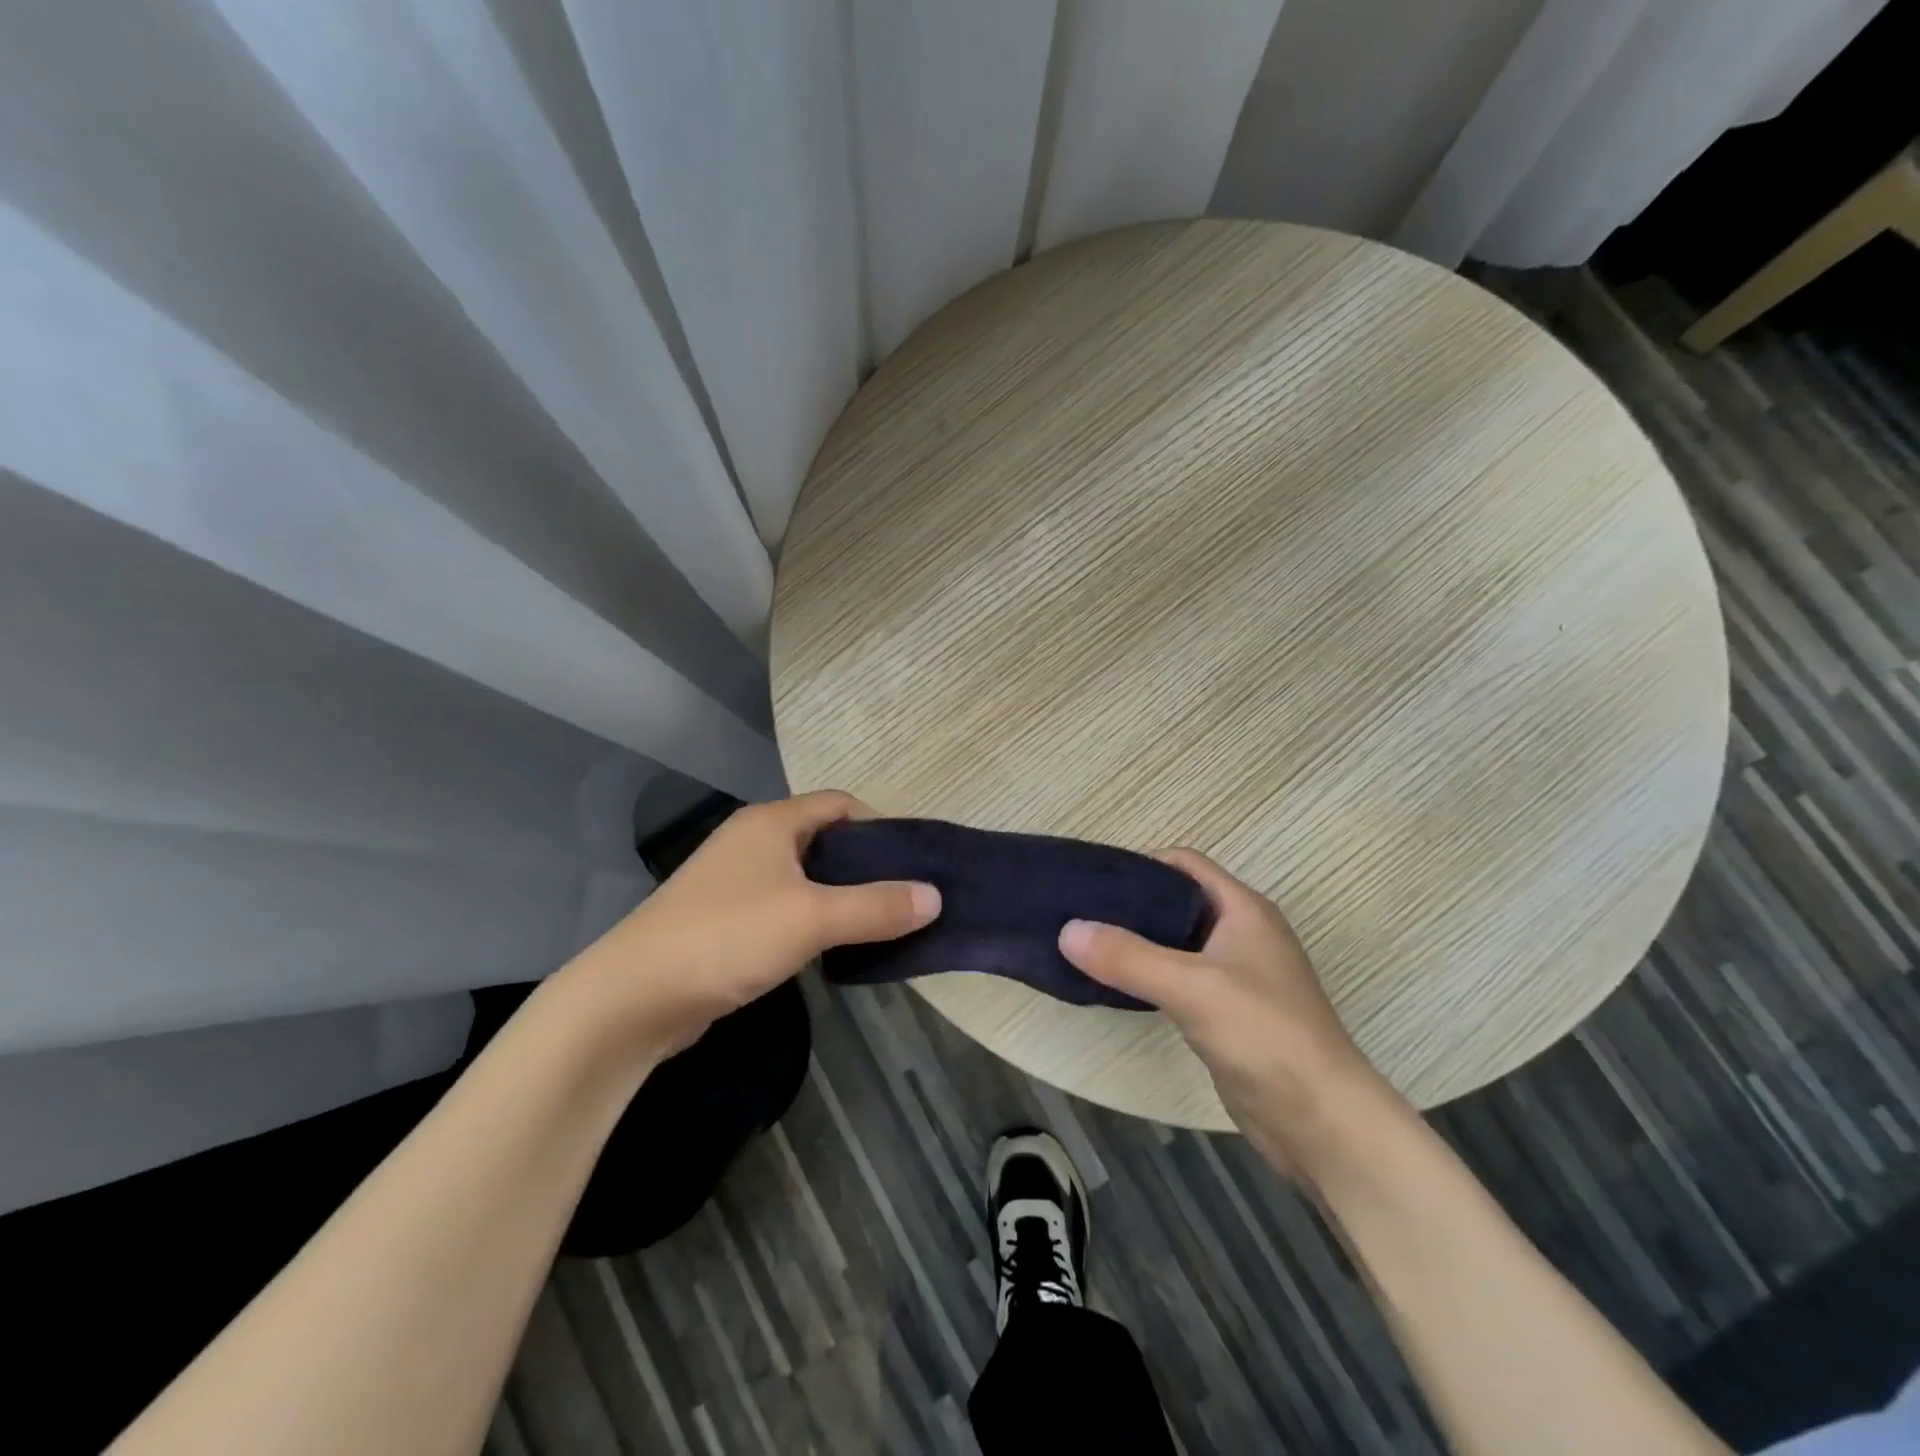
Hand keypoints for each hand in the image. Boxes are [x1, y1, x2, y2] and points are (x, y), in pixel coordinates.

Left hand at [560, 791, 939, 1056]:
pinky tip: (835, 947)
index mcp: (771, 822)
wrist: (633, 998)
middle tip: (907, 895)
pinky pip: (786, 907)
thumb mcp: (812, 918)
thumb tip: (935, 896)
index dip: (881, 825)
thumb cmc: (727, 937)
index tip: (914, 861)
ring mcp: (735, 881)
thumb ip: (876, 906)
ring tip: (882, 922)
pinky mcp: (726, 920)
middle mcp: (753, 841)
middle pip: (825, 839)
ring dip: (842, 895)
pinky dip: (815, 919)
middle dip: (867, 864)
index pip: (841, 804)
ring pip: (806, 877)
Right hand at [1059, 849, 1392, 1171]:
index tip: (1093, 879)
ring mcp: (1236, 975)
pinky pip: (1179, 978)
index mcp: (1243, 909)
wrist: (1321, 1121)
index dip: (1140, 863)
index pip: (1185, 863)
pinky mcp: (1227, 1013)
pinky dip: (1148, 975)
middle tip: (1080, 912)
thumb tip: (1066, 930)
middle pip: (1177, 900)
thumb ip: (1128, 957)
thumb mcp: (1192, 987)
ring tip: (1087, 944)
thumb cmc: (1265, 1035)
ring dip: (1137, 940)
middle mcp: (1241, 933)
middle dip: (1131, 903)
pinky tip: (1116, 985)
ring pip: (1176, 942)